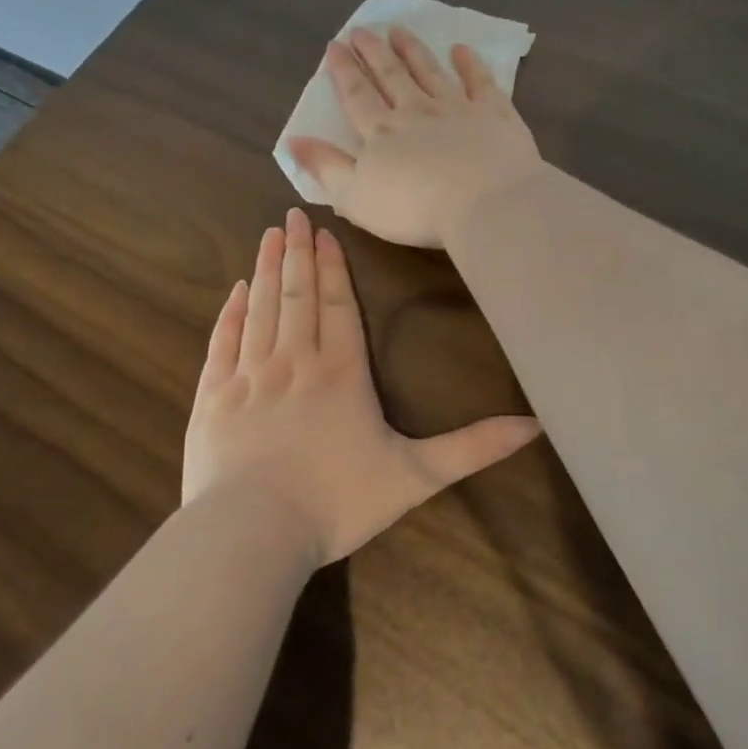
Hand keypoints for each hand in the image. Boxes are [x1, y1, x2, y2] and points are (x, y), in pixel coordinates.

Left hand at [183, 208, 540, 563]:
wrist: (251, 533)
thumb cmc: (336, 502)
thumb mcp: (415, 476)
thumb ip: (472, 448)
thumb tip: (534, 425)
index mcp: (340, 373)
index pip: (337, 304)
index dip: (332, 266)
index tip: (324, 232)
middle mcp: (293, 361)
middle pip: (297, 294)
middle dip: (298, 252)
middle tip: (293, 215)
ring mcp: (248, 376)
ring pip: (260, 308)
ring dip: (266, 269)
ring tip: (270, 235)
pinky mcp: (213, 397)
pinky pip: (223, 341)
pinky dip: (230, 312)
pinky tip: (235, 290)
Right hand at [287, 26, 544, 249]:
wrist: (483, 203)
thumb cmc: (413, 209)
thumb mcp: (354, 196)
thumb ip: (325, 167)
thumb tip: (293, 140)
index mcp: (381, 133)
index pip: (357, 96)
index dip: (344, 71)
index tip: (335, 45)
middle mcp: (416, 112)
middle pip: (391, 76)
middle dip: (374, 52)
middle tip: (362, 29)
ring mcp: (457, 109)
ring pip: (430, 72)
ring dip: (413, 50)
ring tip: (399, 30)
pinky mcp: (494, 115)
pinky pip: (480, 82)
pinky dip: (469, 64)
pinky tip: (461, 50)